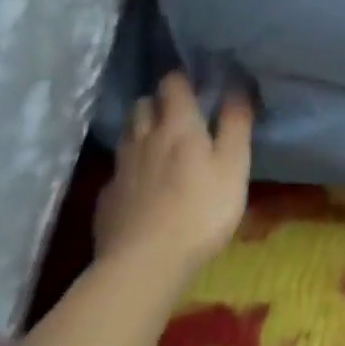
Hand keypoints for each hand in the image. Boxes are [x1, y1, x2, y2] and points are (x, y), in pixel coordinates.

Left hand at [94, 71, 253, 280]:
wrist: (143, 267)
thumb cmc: (201, 210)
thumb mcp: (234, 165)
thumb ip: (236, 123)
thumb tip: (238, 85)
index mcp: (177, 125)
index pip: (172, 83)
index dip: (183, 78)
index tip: (198, 82)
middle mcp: (144, 139)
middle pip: (143, 105)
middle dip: (158, 102)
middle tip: (179, 114)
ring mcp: (120, 170)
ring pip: (128, 135)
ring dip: (142, 131)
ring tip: (160, 145)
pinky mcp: (106, 201)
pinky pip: (118, 171)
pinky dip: (131, 169)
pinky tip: (142, 186)